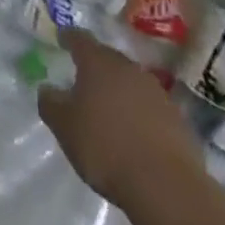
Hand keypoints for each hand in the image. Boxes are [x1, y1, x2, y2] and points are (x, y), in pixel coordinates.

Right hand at [38, 29, 199, 204]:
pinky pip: (150, 107)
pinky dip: (139, 113)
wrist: (166, 186)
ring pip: (130, 82)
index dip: (68, 37)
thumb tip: (47, 89)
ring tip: (108, 107)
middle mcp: (128, 67)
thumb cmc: (105, 147)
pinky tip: (134, 132)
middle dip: (95, 65)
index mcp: (97, 62)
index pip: (79, 38)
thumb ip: (50, 103)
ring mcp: (156, 92)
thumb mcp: (64, 127)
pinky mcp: (177, 119)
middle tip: (83, 78)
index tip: (61, 38)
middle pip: (107, 58)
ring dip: (119, 90)